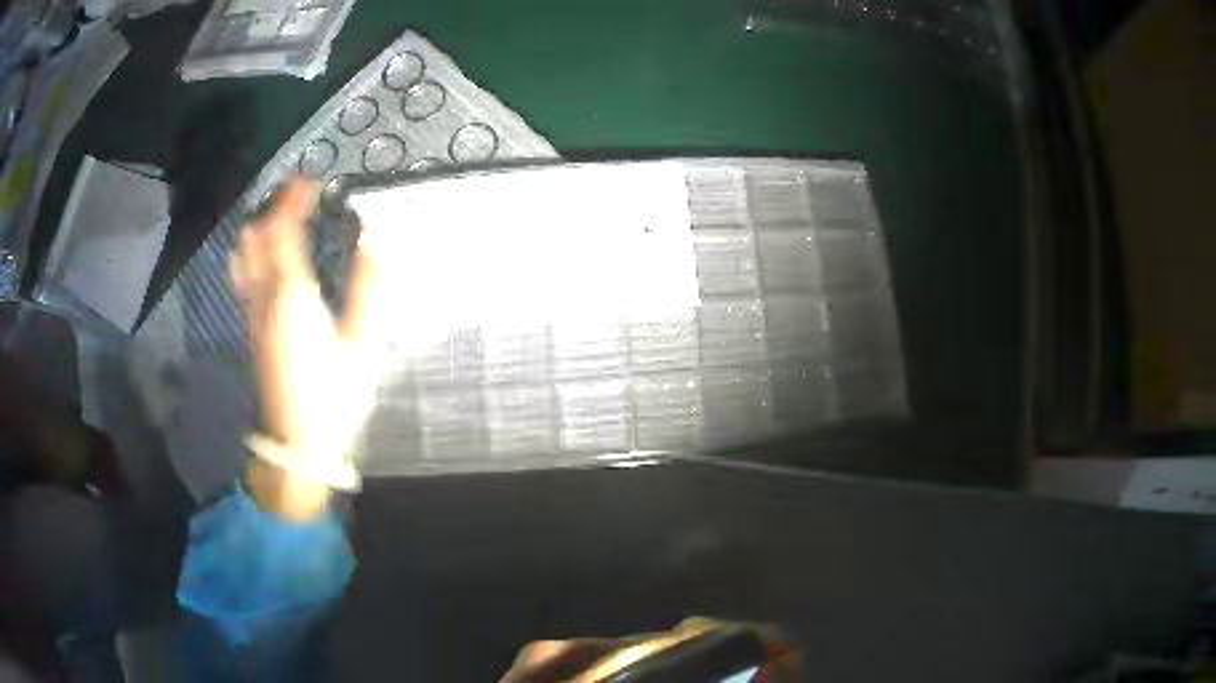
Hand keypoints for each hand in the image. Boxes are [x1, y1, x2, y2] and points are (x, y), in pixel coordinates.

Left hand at [229, 178, 381, 508]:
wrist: (297, 445)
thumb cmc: (333, 397)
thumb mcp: (362, 346)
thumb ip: (369, 289)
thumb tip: (376, 238)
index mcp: (293, 295)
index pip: (284, 231)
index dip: (293, 199)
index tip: (310, 179)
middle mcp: (265, 297)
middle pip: (257, 238)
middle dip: (274, 208)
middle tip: (299, 196)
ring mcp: (254, 314)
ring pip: (244, 257)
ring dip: (260, 229)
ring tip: (281, 219)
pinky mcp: (252, 329)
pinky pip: (244, 277)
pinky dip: (253, 253)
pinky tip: (265, 257)